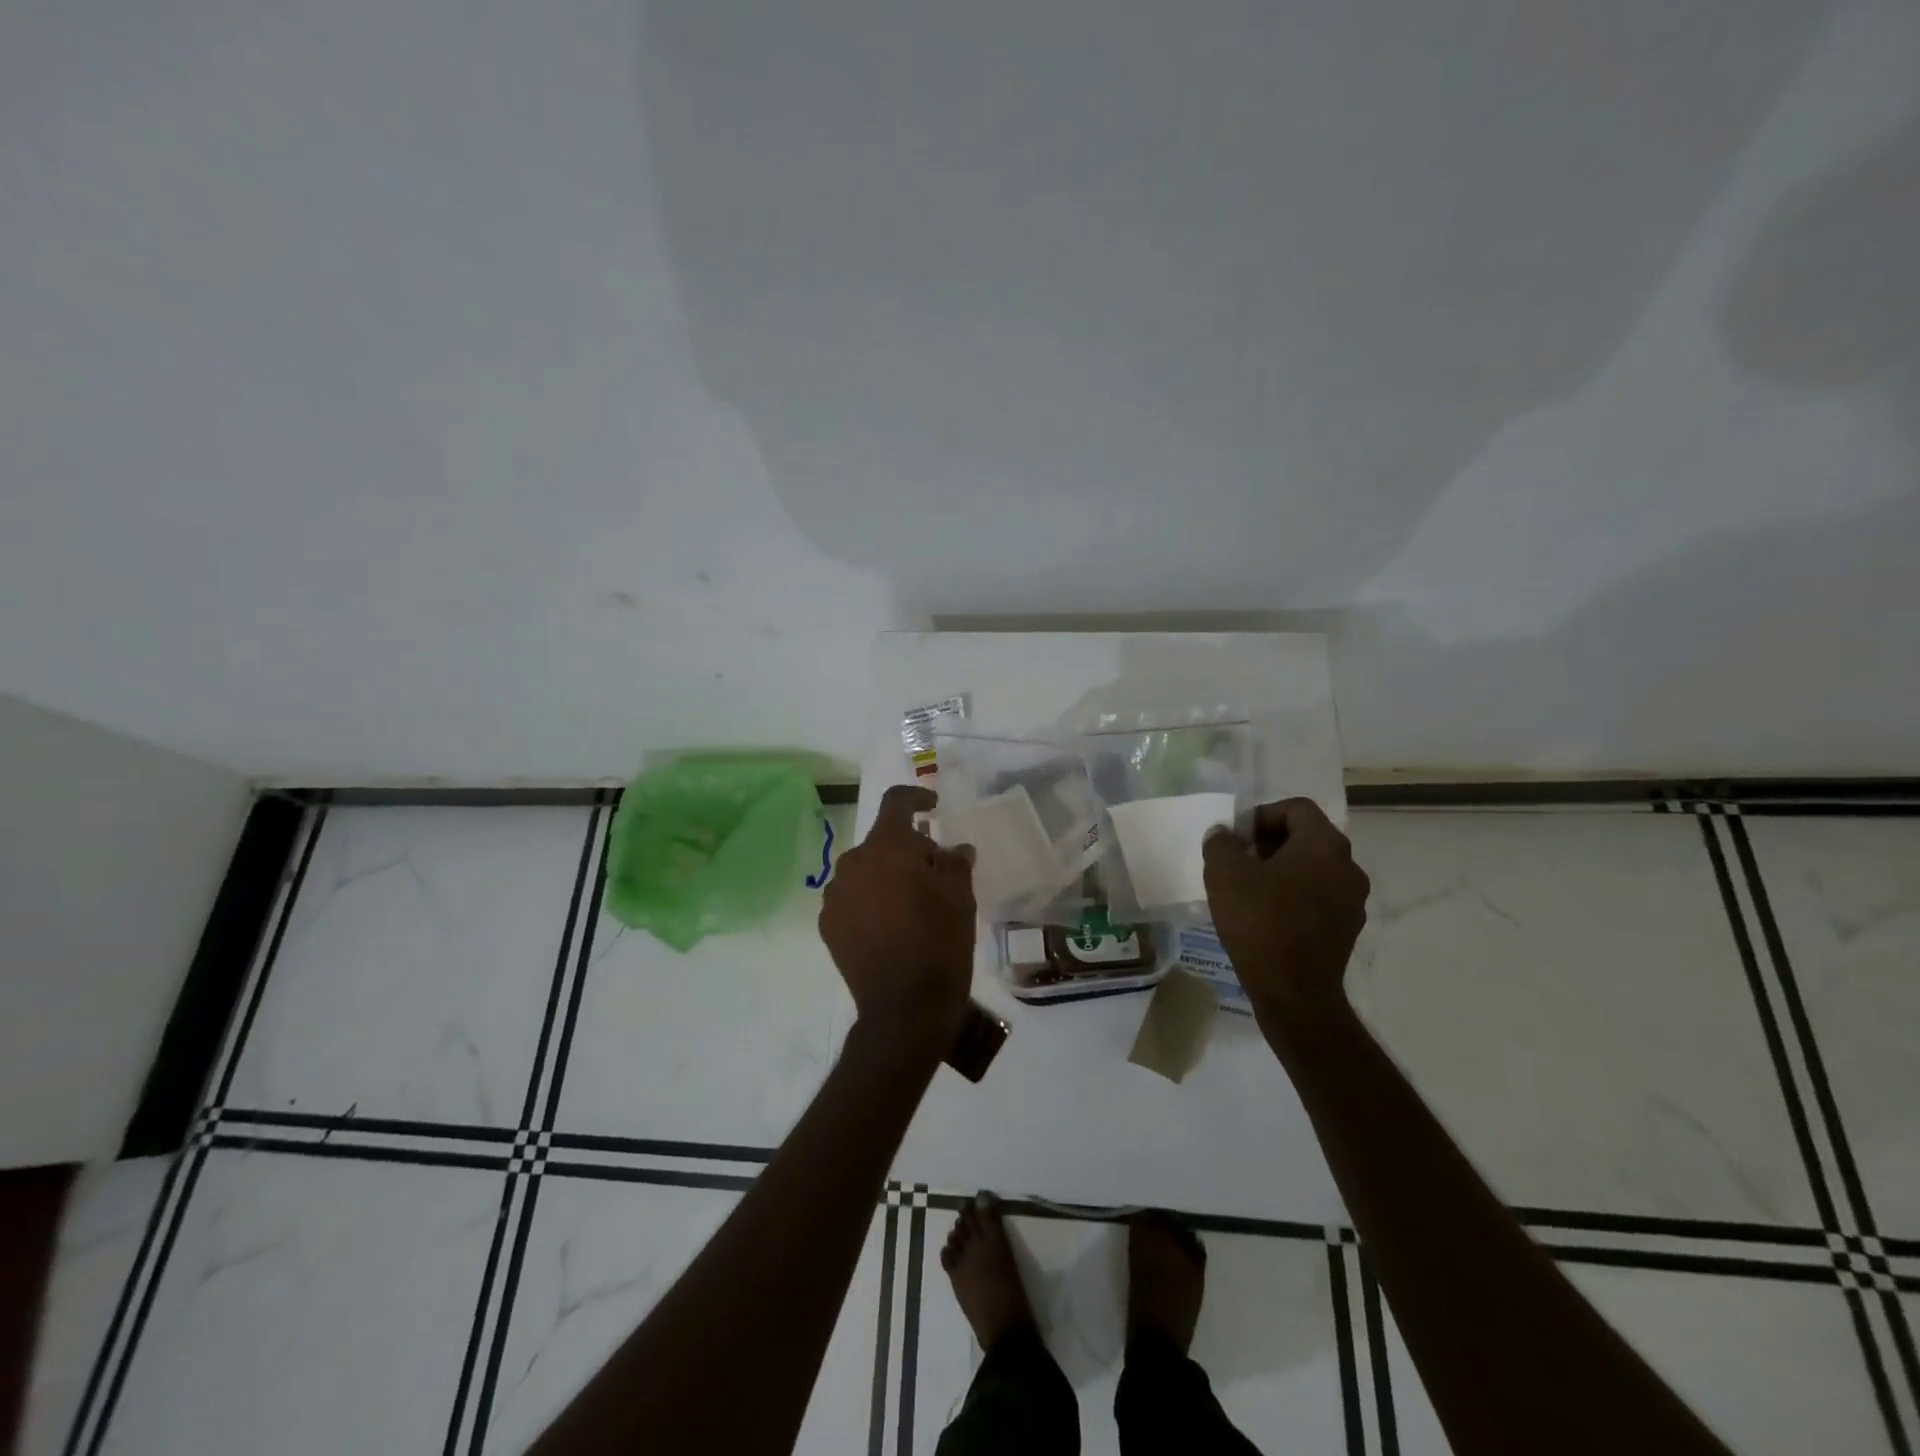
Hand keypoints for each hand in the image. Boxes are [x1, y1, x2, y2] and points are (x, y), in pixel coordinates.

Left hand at [820, 784, 977, 1054]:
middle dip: (908, 850)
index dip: (917, 797)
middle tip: (935, 874)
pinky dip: (870, 902)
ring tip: (911, 906)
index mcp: (886, 847)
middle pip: (882, 842)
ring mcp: (835, 895)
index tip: (933, 806)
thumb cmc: (939, 942)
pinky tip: (890, 928)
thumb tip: (953, 850)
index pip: (896, 802)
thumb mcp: (960, 896)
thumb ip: (955, 862)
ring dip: (886, 877)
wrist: (904, 1007)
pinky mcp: (828, 925)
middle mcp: (853, 862)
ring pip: (865, 871)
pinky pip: (852, 899)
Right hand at [1201, 798, 1369, 1038]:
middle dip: (1269, 844)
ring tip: (1248, 891)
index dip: (1261, 816)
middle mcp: (1348, 866)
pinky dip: (1293, 896)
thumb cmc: (1260, 922)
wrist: (1294, 992)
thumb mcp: (1224, 873)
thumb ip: (1221, 843)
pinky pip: (1318, 897)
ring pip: (1313, 868)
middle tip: (1238, 863)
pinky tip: (1266, 917)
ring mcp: (1353, 900)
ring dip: (1281, 871)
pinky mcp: (1347, 929)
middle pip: (1306, 837)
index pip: (1295, 808)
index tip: (1237, 841)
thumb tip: (1226, 835)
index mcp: (1325, 845)